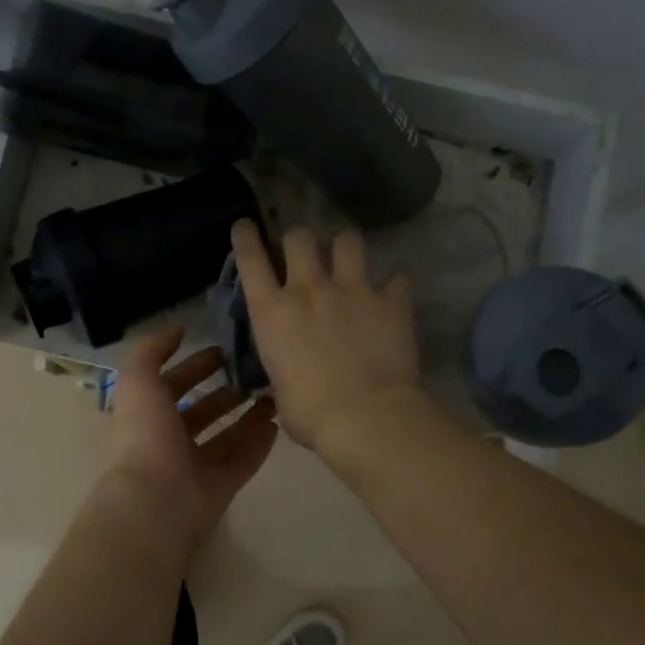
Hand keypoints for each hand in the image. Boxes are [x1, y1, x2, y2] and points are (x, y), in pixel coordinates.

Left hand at [105, 327, 277, 546]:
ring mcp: (197, 466)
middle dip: (227, 392)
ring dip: (249, 415)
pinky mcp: (220, 486)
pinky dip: (259, 444)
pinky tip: (278, 424)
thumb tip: (177, 331)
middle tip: (257, 373)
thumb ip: (152, 351)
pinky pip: (244, 461)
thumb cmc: (146, 435)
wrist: (156, 499)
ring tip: (275, 396)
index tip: (225, 350)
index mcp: (150, 414)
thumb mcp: (139, 380)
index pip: (174, 384)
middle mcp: (171, 440)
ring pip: (227, 436)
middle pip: (204, 411)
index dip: (196, 366)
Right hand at [231, 220, 423, 455]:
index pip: (251, 260)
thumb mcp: (279, 389)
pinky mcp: (390, 301)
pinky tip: (396, 289)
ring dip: (346, 246)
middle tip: (306, 249)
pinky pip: (398, 277)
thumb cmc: (310, 415)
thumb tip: (288, 371)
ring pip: (348, 240)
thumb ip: (282, 366)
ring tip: (349, 257)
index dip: (246, 237)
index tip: (247, 226)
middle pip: (299, 237)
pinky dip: (396, 282)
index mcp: (272, 313)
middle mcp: (308, 290)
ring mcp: (351, 290)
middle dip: (300, 238)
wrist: (364, 418)